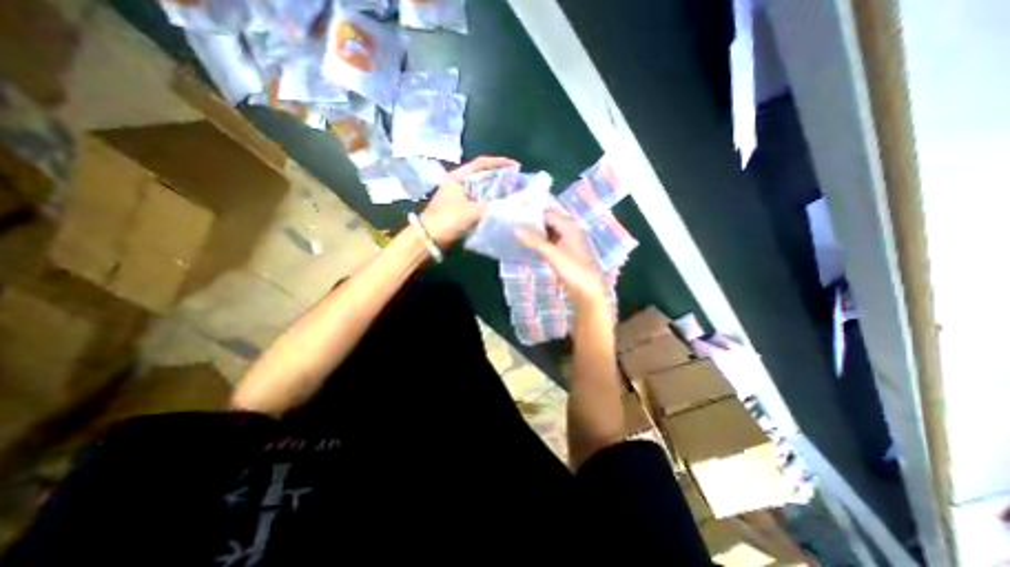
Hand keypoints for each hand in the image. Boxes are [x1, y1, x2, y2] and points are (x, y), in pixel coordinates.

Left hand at [420, 156, 515, 244]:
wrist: (428, 239)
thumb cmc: (447, 219)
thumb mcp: (471, 211)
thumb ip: (492, 207)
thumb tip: (513, 205)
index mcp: (458, 177)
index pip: (481, 164)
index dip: (499, 163)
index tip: (516, 166)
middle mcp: (459, 184)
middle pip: (483, 176)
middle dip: (500, 178)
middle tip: (517, 182)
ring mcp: (459, 197)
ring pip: (482, 191)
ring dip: (496, 192)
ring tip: (513, 194)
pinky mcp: (461, 210)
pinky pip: (480, 203)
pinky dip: (491, 204)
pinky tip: (501, 208)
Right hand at [514, 209, 606, 308]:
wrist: (589, 293)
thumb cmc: (574, 271)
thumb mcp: (553, 254)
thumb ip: (534, 240)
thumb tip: (514, 228)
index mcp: (569, 227)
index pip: (547, 213)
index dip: (532, 213)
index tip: (514, 215)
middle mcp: (569, 232)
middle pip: (548, 222)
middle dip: (532, 224)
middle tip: (511, 225)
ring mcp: (567, 244)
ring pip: (548, 234)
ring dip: (534, 234)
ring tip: (515, 234)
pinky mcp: (564, 255)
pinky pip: (549, 244)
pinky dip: (539, 244)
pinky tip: (527, 247)